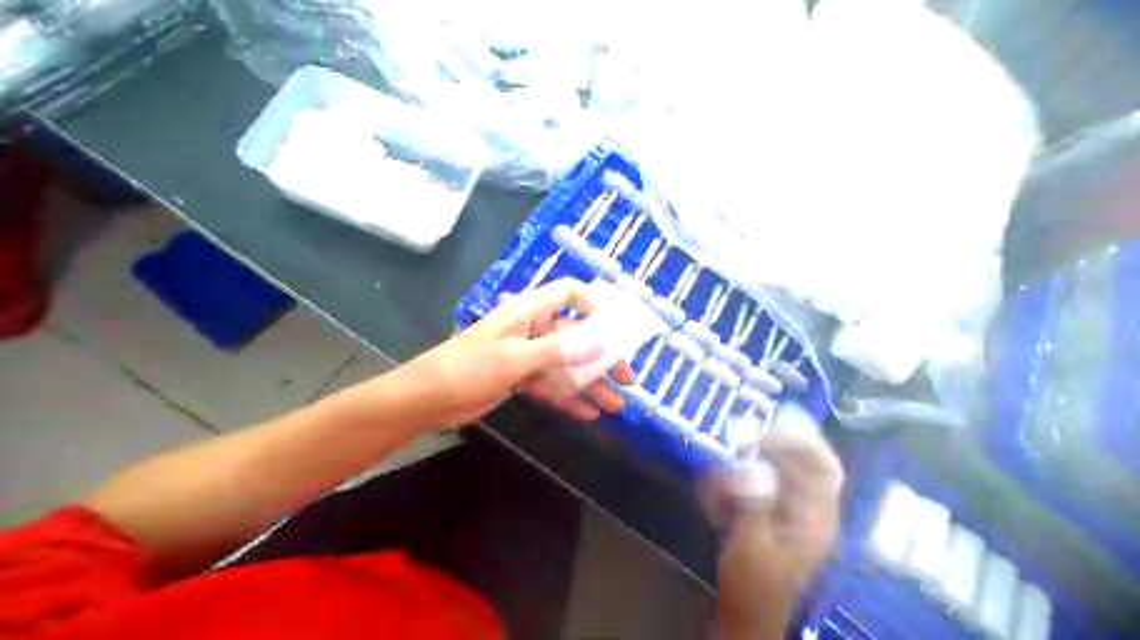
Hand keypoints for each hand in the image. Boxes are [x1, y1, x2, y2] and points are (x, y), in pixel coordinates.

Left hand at [387, 276, 636, 433]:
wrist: (425, 400)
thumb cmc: (467, 369)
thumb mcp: (515, 358)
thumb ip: (559, 350)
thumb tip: (602, 339)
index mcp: (527, 311)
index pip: (569, 293)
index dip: (595, 305)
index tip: (616, 330)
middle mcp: (531, 328)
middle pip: (575, 335)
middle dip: (602, 357)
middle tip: (627, 379)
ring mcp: (525, 355)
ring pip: (566, 365)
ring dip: (590, 384)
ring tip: (615, 405)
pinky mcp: (519, 378)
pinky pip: (551, 385)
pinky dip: (568, 398)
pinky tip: (588, 414)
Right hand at [700, 405, 839, 639]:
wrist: (747, 618)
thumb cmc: (752, 587)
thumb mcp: (749, 545)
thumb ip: (752, 503)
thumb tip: (751, 465)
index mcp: (816, 517)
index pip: (822, 465)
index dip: (797, 442)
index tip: (760, 436)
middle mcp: (810, 508)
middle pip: (800, 461)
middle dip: (768, 449)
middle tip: (737, 445)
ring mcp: (791, 511)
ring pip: (775, 471)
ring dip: (744, 470)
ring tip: (716, 486)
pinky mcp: (772, 514)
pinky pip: (756, 486)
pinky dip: (735, 485)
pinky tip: (713, 501)